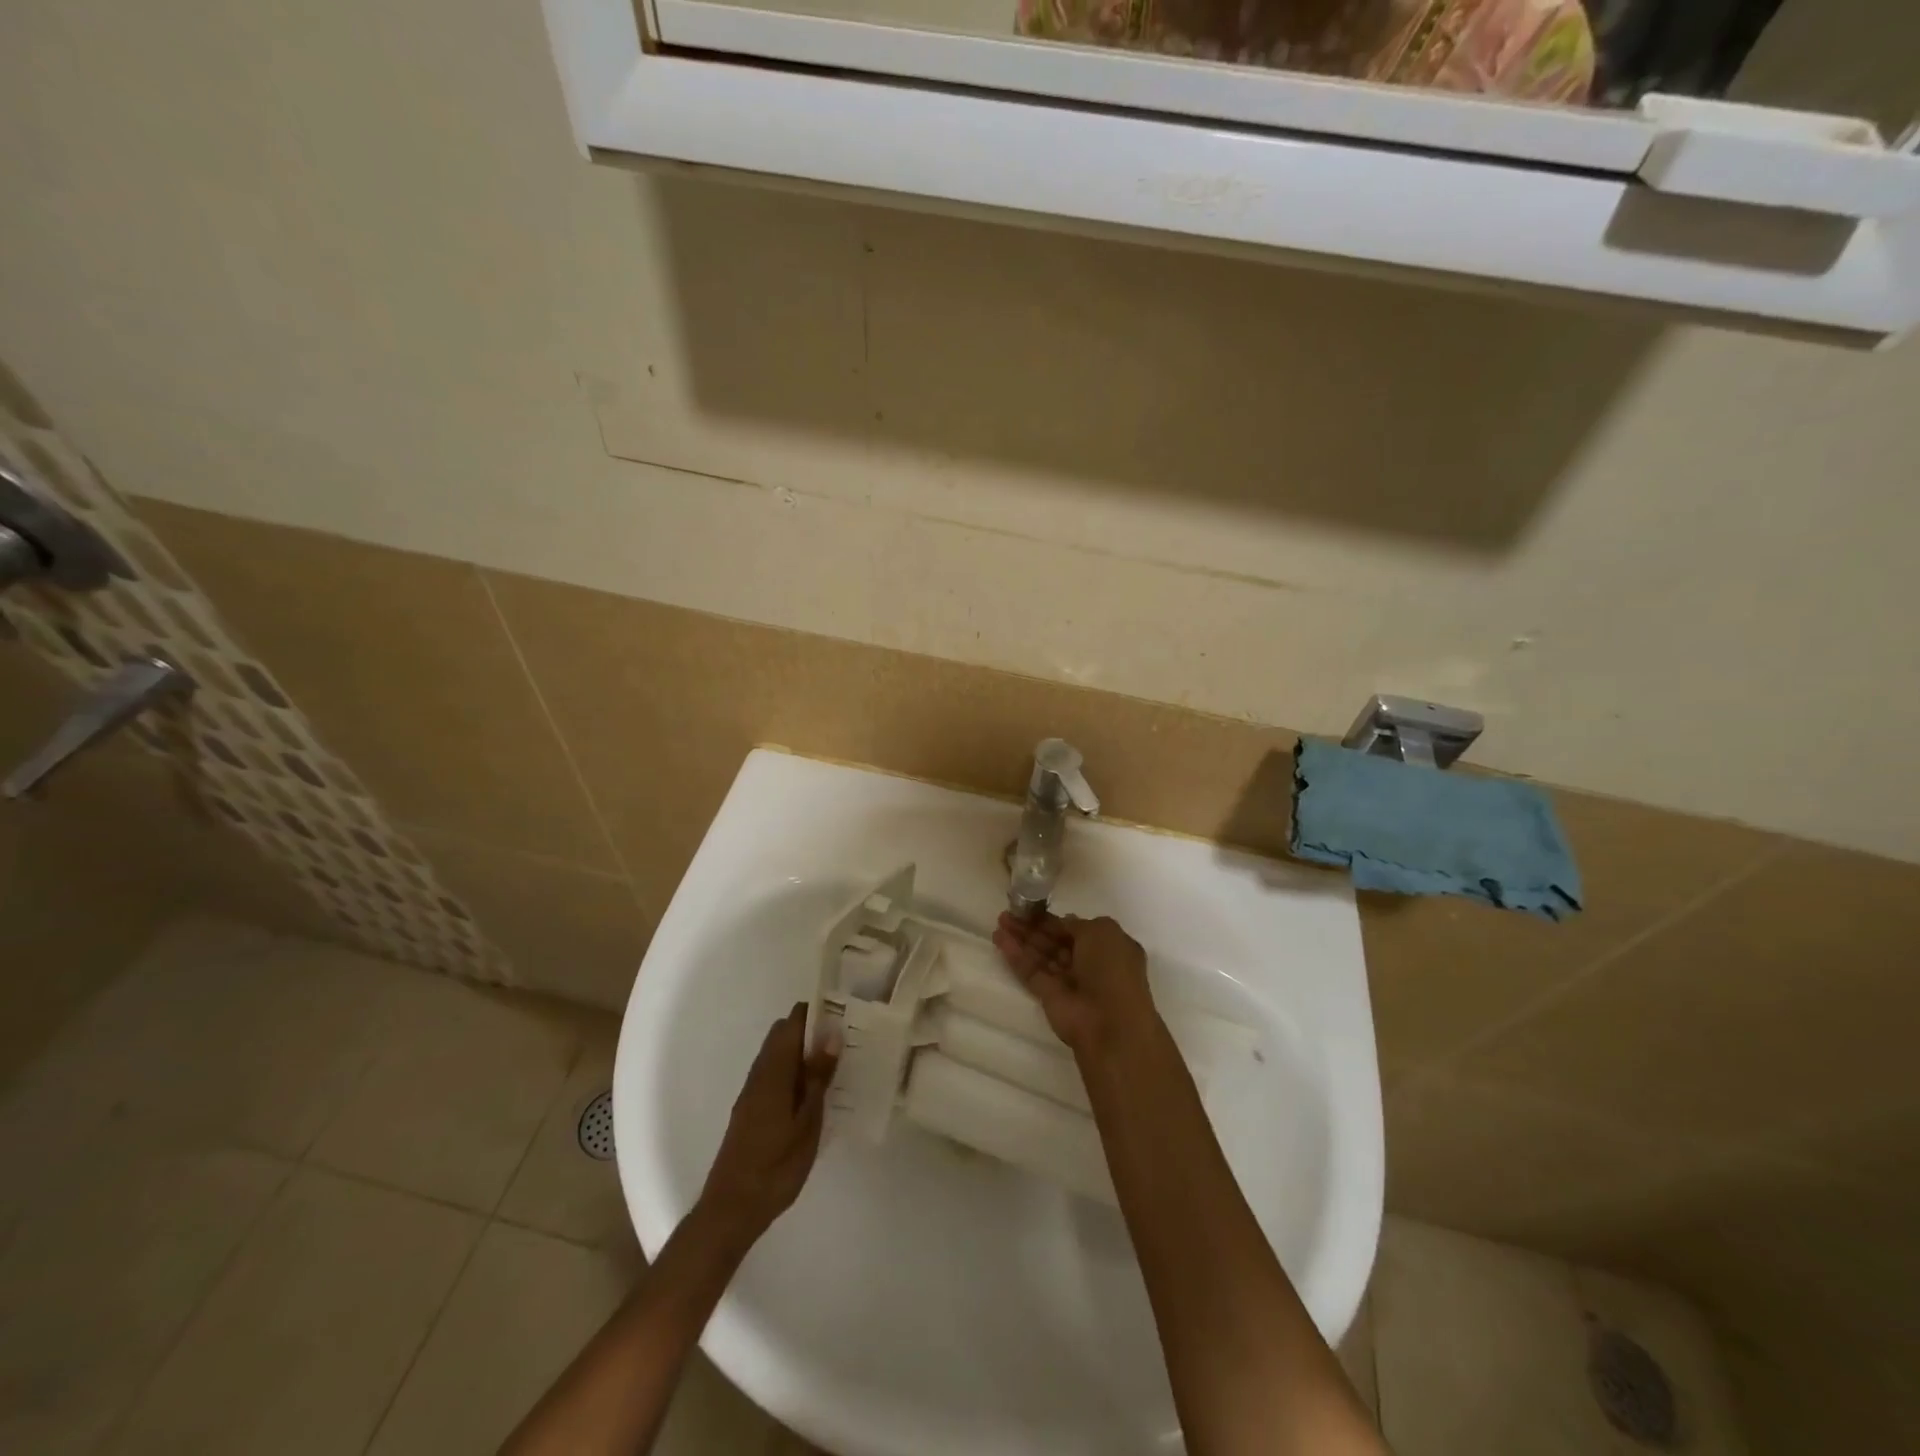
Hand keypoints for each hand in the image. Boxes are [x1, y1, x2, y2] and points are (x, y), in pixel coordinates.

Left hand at [696, 1003, 837, 1246]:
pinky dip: (793, 1074)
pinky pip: (774, 1075)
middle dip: (812, 1032)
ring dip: (803, 1054)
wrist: (732, 1209)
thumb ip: (817, 1076)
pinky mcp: (751, 1110)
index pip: (792, 1022)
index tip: (844, 1017)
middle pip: (783, 1035)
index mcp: (773, 1070)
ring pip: (778, 1056)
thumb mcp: (807, 1121)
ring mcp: (752, 1092)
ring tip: (835, 1068)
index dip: (817, 1013)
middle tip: (844, 1044)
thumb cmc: (776, 1166)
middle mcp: (759, 1073)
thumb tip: (831, 1032)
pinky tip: (813, 1095)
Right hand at [992, 912, 1160, 1060]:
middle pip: (1055, 941)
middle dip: (1033, 926)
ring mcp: (1068, 981)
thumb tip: (1063, 922)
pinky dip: (1016, 956)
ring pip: (1041, 955)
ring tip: (999, 922)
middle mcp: (1089, 963)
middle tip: (1008, 912)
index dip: (1053, 918)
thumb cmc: (1111, 969)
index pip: (1076, 929)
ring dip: (1021, 938)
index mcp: (1108, 947)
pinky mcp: (1049, 997)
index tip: (1031, 906)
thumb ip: (1078, 924)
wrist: (1110, 1025)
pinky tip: (999, 939)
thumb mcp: (1102, 931)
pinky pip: (1031, 971)